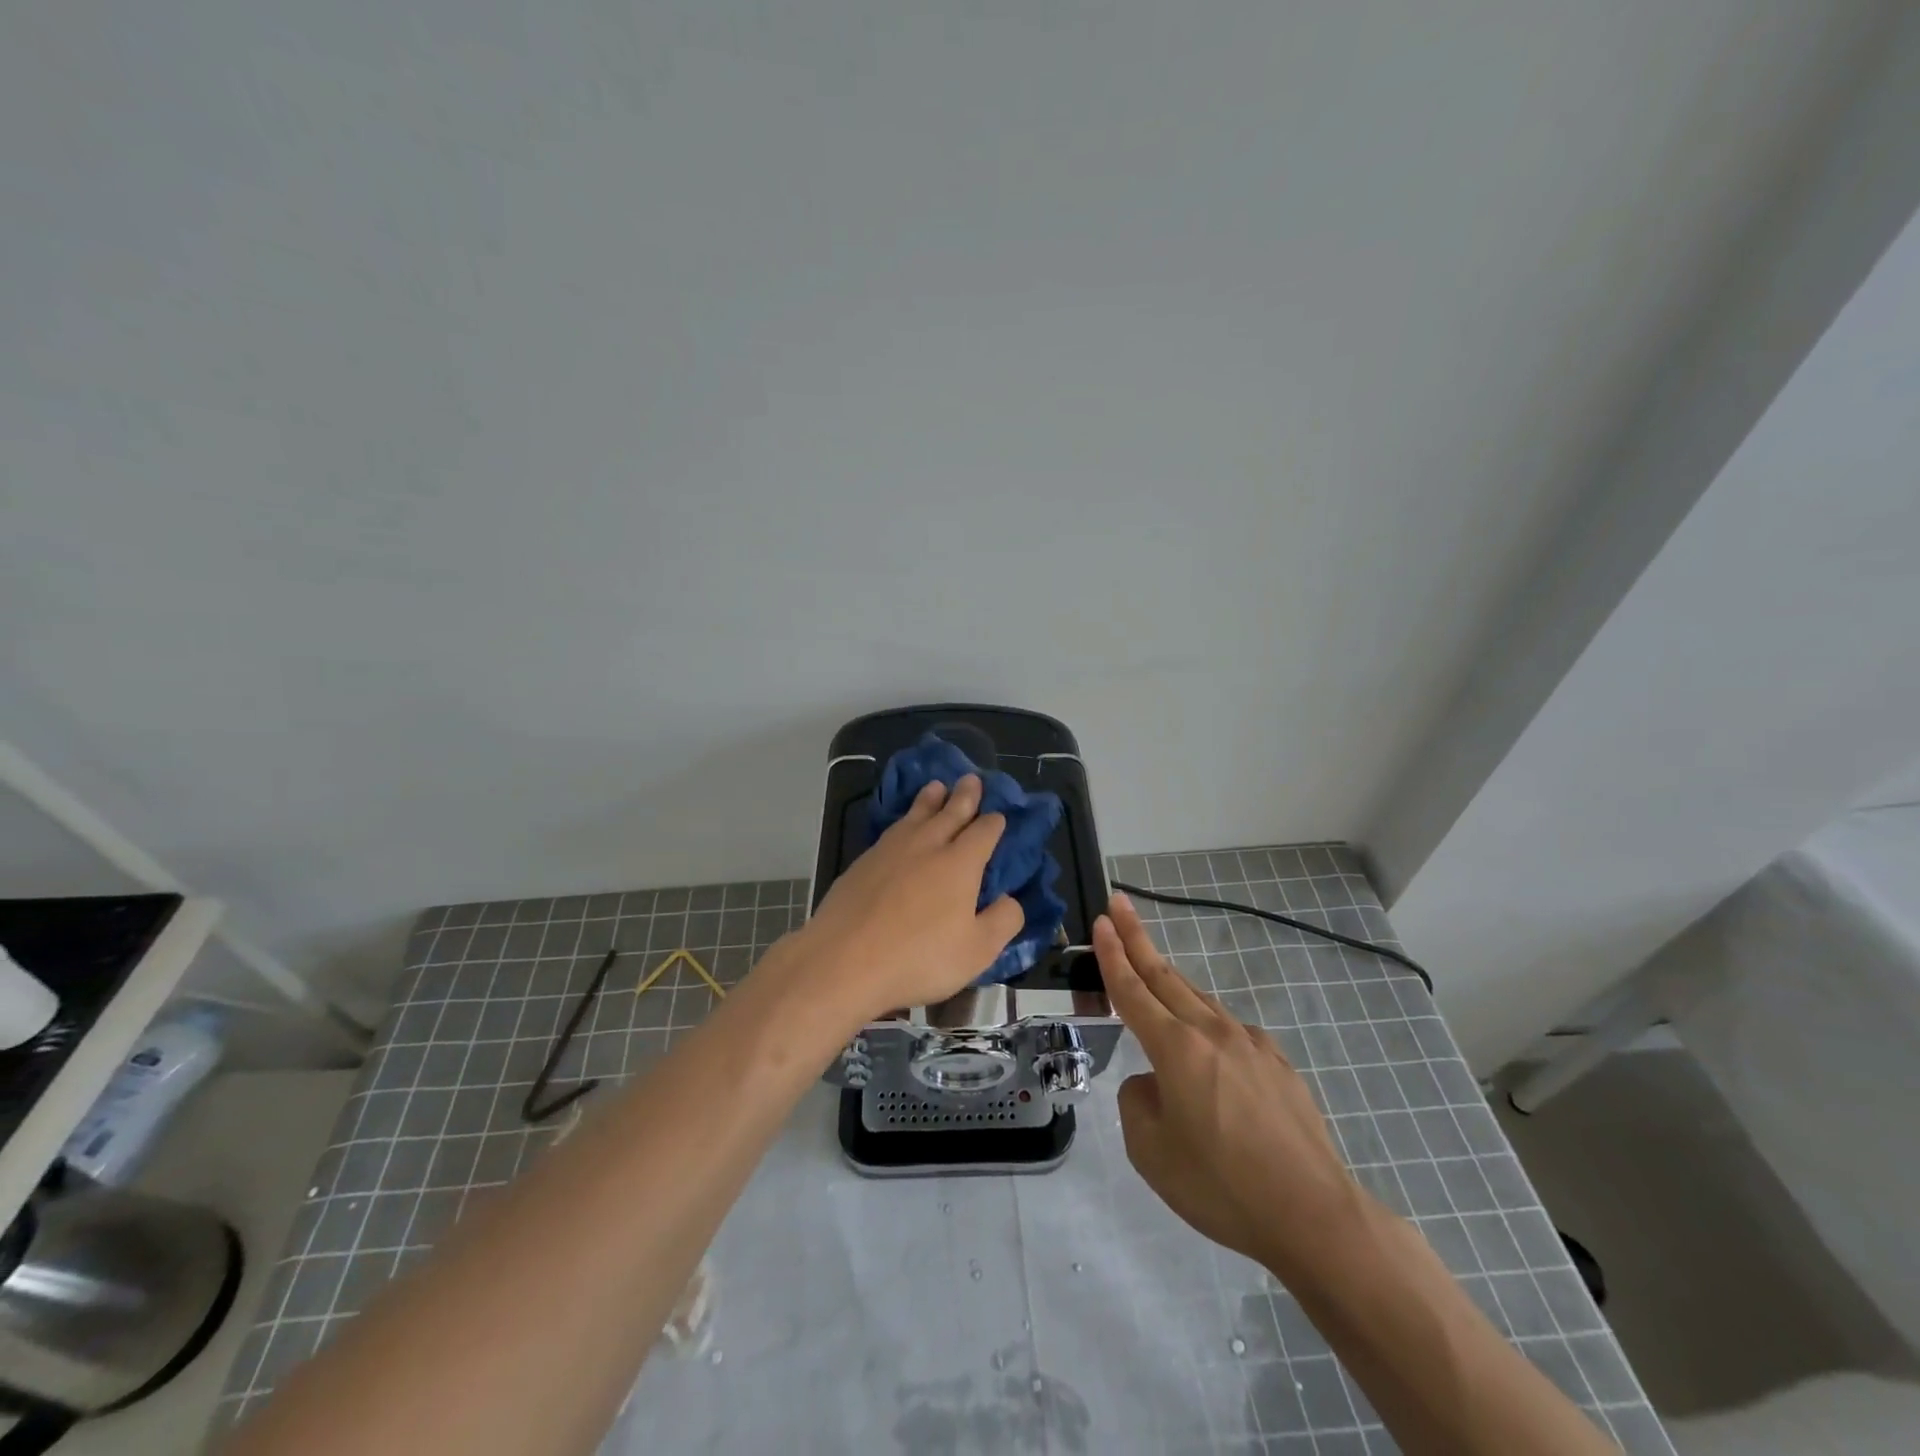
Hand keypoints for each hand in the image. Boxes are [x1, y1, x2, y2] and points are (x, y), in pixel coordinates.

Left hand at [794, 776, 1024, 1023]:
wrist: (844, 959)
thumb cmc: (919, 957)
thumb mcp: (977, 951)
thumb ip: (1002, 921)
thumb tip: (1010, 899)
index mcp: (960, 863)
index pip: (984, 832)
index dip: (994, 823)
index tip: (999, 816)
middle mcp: (928, 845)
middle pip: (951, 812)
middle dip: (965, 796)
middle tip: (971, 779)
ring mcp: (891, 849)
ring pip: (917, 814)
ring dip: (930, 799)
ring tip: (937, 786)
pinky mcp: (864, 861)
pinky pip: (893, 828)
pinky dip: (905, 818)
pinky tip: (902, 825)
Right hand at [1095, 893, 1368, 1276]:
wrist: (1313, 1215)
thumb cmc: (1222, 1187)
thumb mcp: (1151, 1152)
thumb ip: (1137, 1103)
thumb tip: (1151, 1082)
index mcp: (1175, 1049)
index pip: (1132, 990)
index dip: (1112, 954)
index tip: (1101, 920)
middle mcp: (1212, 1033)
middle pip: (1165, 976)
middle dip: (1137, 938)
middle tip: (1118, 905)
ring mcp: (1250, 1045)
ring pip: (1199, 1000)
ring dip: (1170, 979)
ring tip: (1152, 970)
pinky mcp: (1278, 1065)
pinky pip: (1231, 1033)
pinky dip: (1208, 1026)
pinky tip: (1210, 1050)